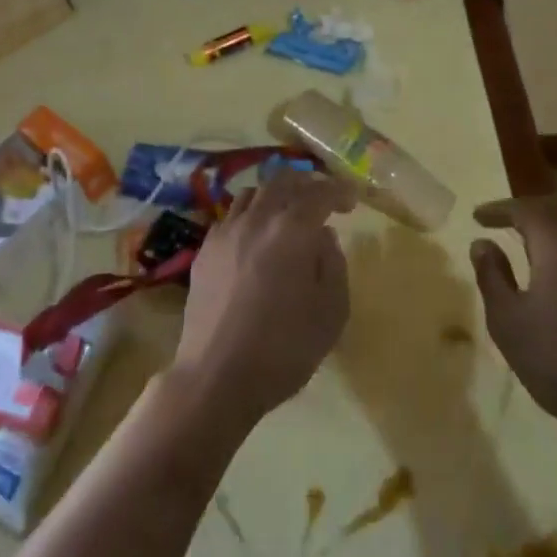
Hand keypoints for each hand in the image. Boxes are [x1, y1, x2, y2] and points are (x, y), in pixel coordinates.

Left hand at [173, 172, 354, 426]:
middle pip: (282, 180)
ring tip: (287, 212)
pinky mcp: (204, 251)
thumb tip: (323, 236)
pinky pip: (231, 216)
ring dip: (276, 194)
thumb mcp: (331, 311)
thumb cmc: (284, 348)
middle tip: (322, 198)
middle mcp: (257, 219)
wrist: (216, 376)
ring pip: (252, 193)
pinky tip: (255, 237)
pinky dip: (250, 214)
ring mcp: (225, 232)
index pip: (320, 193)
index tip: (352, 201)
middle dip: (307, 182)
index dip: (339, 191)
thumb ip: (333, 264)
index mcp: (292, 230)